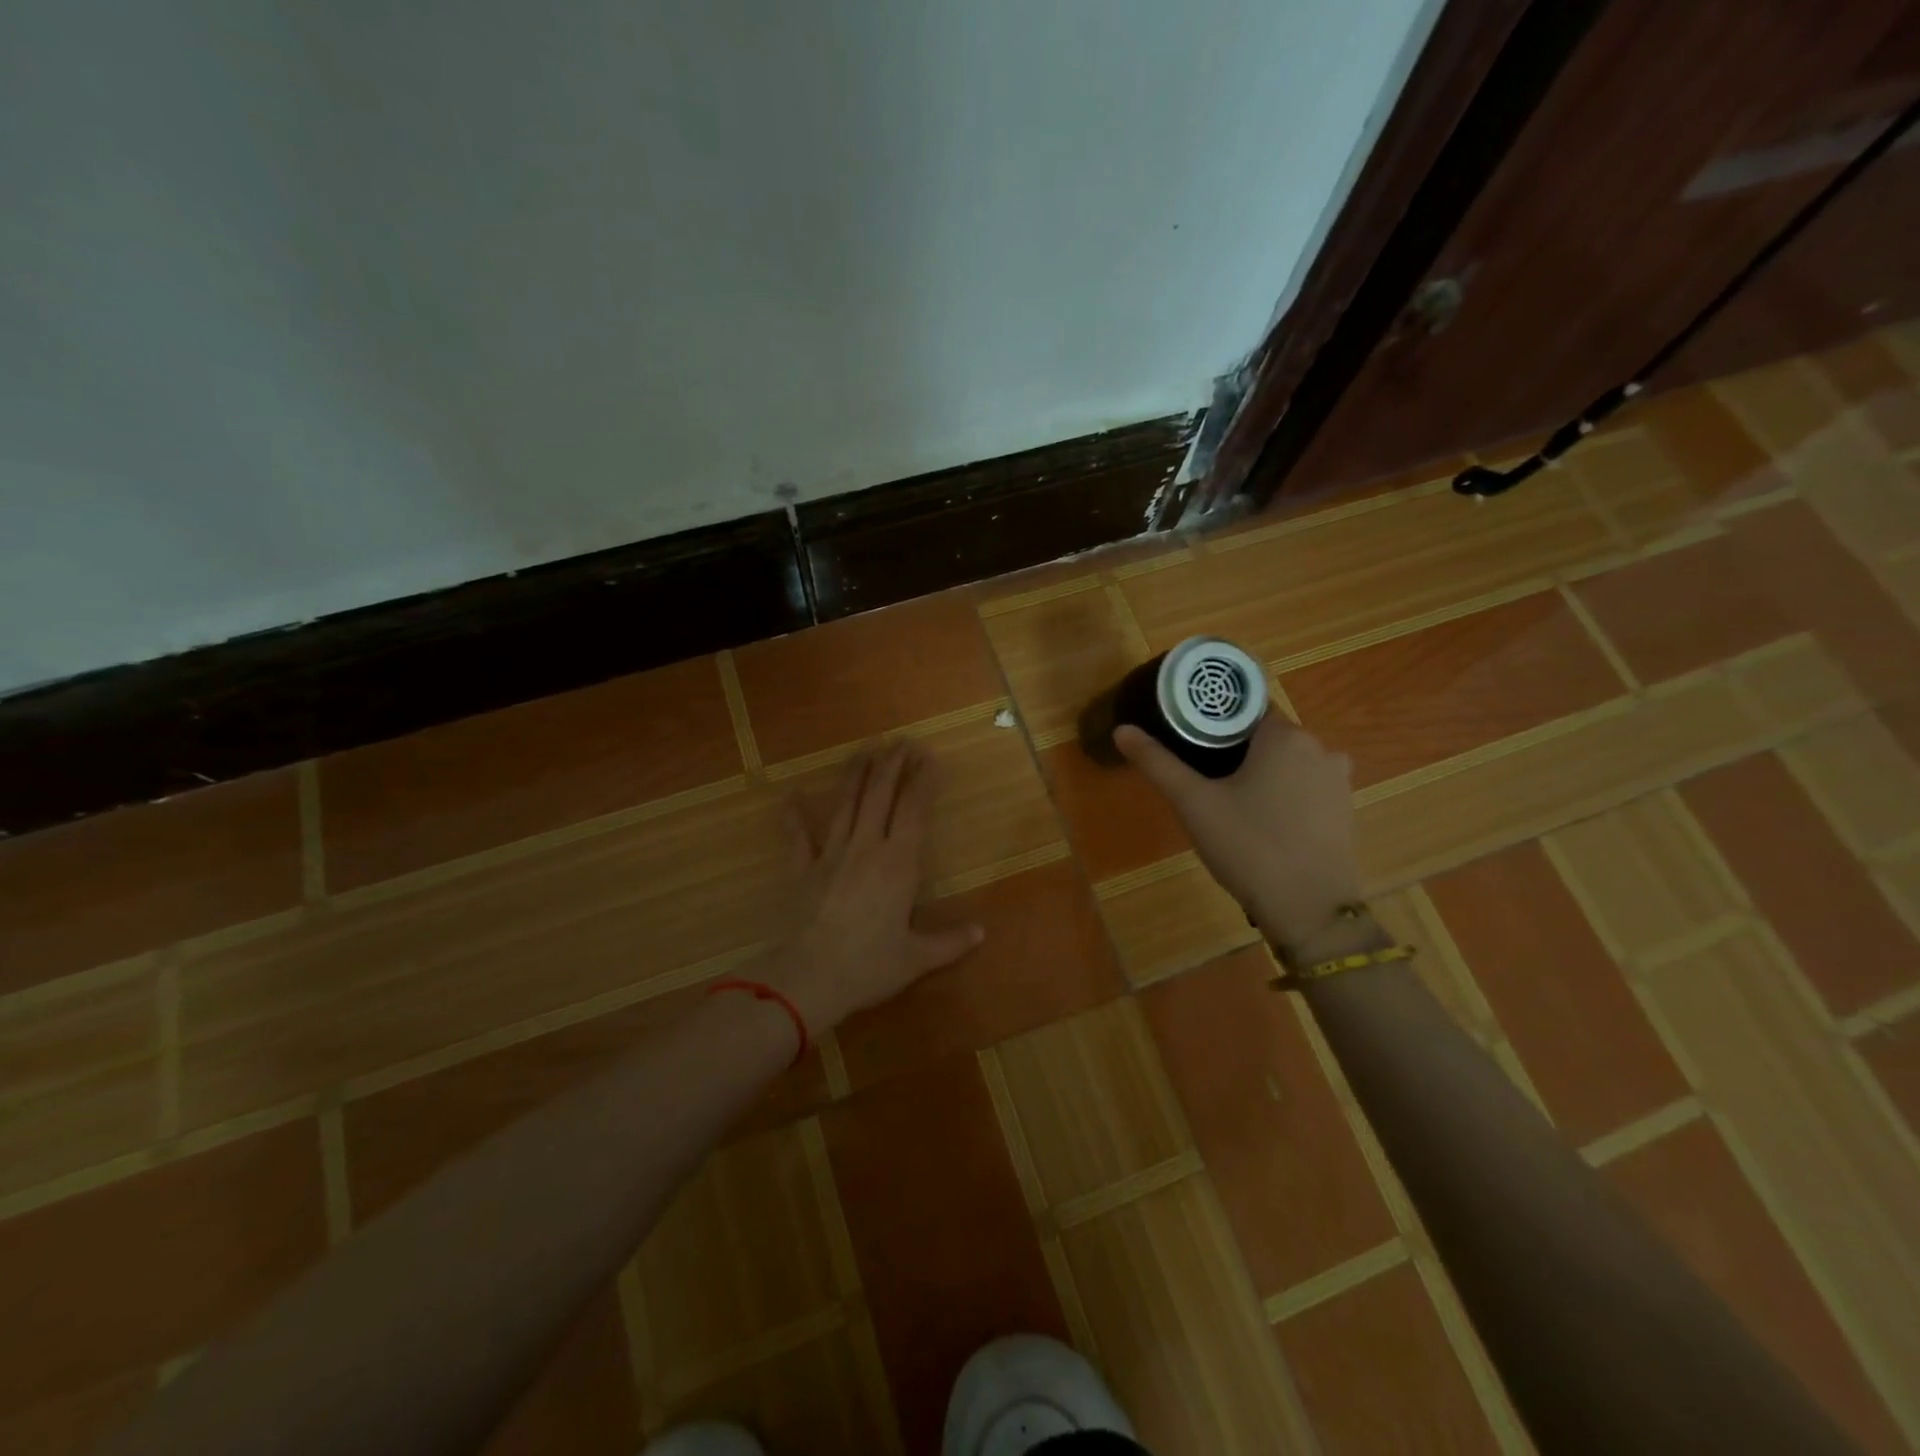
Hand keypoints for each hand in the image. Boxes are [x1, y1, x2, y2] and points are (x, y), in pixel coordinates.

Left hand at [768, 741, 983, 1030]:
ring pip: (845, 805)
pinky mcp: (802, 870)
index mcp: (898, 864)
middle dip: (891, 765)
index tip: (928, 756)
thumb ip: (950, 943)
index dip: (922, 781)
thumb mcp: (916, 958)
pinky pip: (797, 837)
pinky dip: (794, 816)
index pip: (914, 811)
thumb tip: (981, 933)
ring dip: (855, 776)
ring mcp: (830, 855)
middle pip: (880, 796)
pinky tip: (792, 796)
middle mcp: (866, 848)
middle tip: (899, 741)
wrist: (808, 977)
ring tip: (863, 750)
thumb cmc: (869, 966)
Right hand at [1115, 715, 1364, 949]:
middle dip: (1232, 750)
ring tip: (1225, 801)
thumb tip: (1121, 730)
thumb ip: (1157, 763)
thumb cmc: (1249, 846)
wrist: (1309, 910)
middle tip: (1199, 777)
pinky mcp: (1344, 811)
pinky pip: (1304, 788)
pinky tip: (1258, 821)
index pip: (1244, 709)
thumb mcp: (1194, 803)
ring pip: (1285, 763)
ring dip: (1258, 773)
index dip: (1213, 721)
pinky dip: (1281, 794)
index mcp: (1285, 736)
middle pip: (1265, 736)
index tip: (1188, 739)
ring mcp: (1337, 781)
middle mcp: (1320, 748)